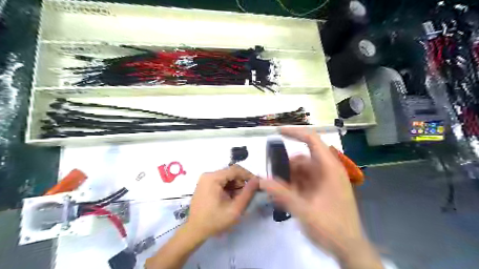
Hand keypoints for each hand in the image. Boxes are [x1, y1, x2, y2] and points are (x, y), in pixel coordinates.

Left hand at [185, 166, 257, 239]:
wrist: (195, 231)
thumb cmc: (215, 221)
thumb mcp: (235, 209)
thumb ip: (247, 193)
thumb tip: (257, 180)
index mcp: (213, 178)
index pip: (235, 170)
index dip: (248, 175)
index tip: (258, 184)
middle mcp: (208, 174)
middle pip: (231, 173)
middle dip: (241, 182)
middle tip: (247, 195)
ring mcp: (205, 179)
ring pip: (227, 177)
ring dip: (235, 186)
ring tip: (237, 199)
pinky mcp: (205, 184)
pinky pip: (221, 181)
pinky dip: (228, 188)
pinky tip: (229, 199)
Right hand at [258, 128, 381, 268]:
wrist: (349, 248)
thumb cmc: (331, 228)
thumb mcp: (304, 210)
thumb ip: (281, 194)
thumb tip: (262, 180)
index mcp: (329, 168)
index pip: (311, 139)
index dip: (294, 132)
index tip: (277, 132)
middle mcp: (328, 169)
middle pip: (303, 157)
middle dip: (286, 165)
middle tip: (272, 176)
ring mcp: (326, 179)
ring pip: (302, 169)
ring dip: (288, 176)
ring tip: (277, 189)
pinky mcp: (323, 188)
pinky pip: (305, 179)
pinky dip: (294, 183)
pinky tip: (285, 194)